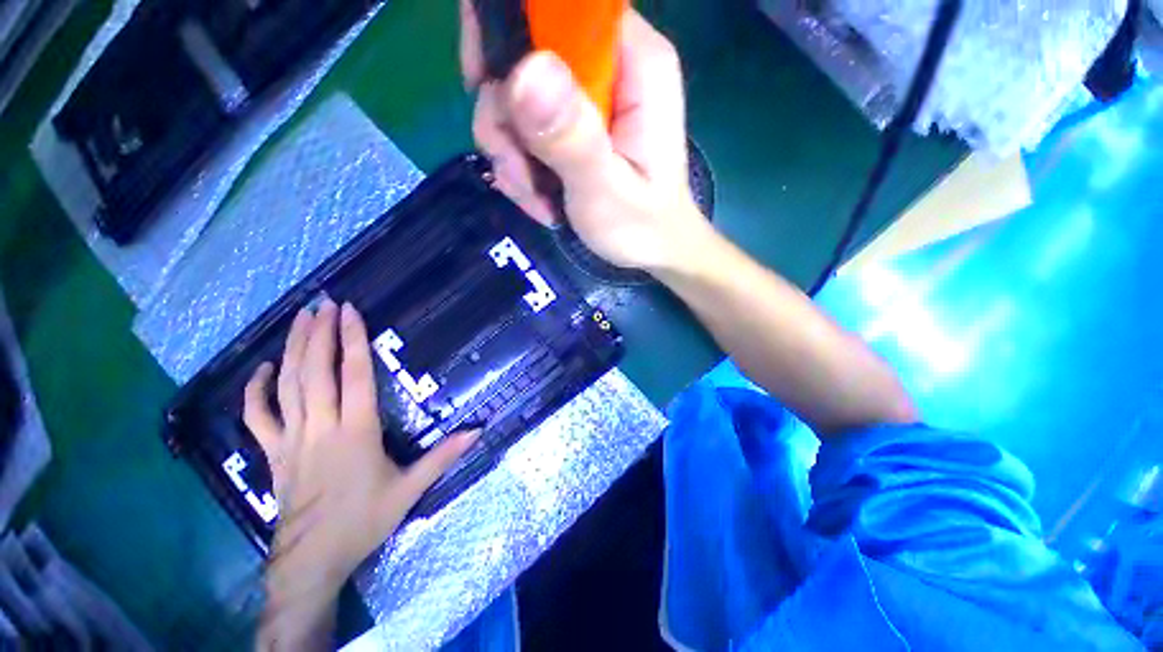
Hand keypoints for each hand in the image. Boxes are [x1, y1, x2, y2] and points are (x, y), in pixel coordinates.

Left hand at [246, 300, 476, 648]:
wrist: (313, 560)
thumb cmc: (364, 520)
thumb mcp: (410, 489)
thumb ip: (444, 456)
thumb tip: (478, 431)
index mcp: (356, 432)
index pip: (355, 376)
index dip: (353, 341)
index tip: (350, 312)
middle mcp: (321, 427)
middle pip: (316, 371)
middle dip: (320, 333)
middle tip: (323, 303)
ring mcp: (291, 439)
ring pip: (287, 385)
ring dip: (293, 349)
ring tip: (300, 319)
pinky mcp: (273, 453)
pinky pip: (258, 417)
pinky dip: (256, 390)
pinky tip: (263, 369)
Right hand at [461, 3, 710, 272]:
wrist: (651, 250)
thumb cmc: (641, 226)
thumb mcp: (606, 190)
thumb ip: (572, 138)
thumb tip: (523, 71)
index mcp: (634, 62)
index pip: (560, 5)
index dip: (509, 29)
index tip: (484, 84)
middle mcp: (608, 65)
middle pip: (523, 53)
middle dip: (506, 118)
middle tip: (520, 172)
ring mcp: (587, 96)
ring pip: (514, 97)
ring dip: (511, 154)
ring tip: (537, 198)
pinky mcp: (572, 124)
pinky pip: (522, 129)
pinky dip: (520, 166)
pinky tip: (538, 198)